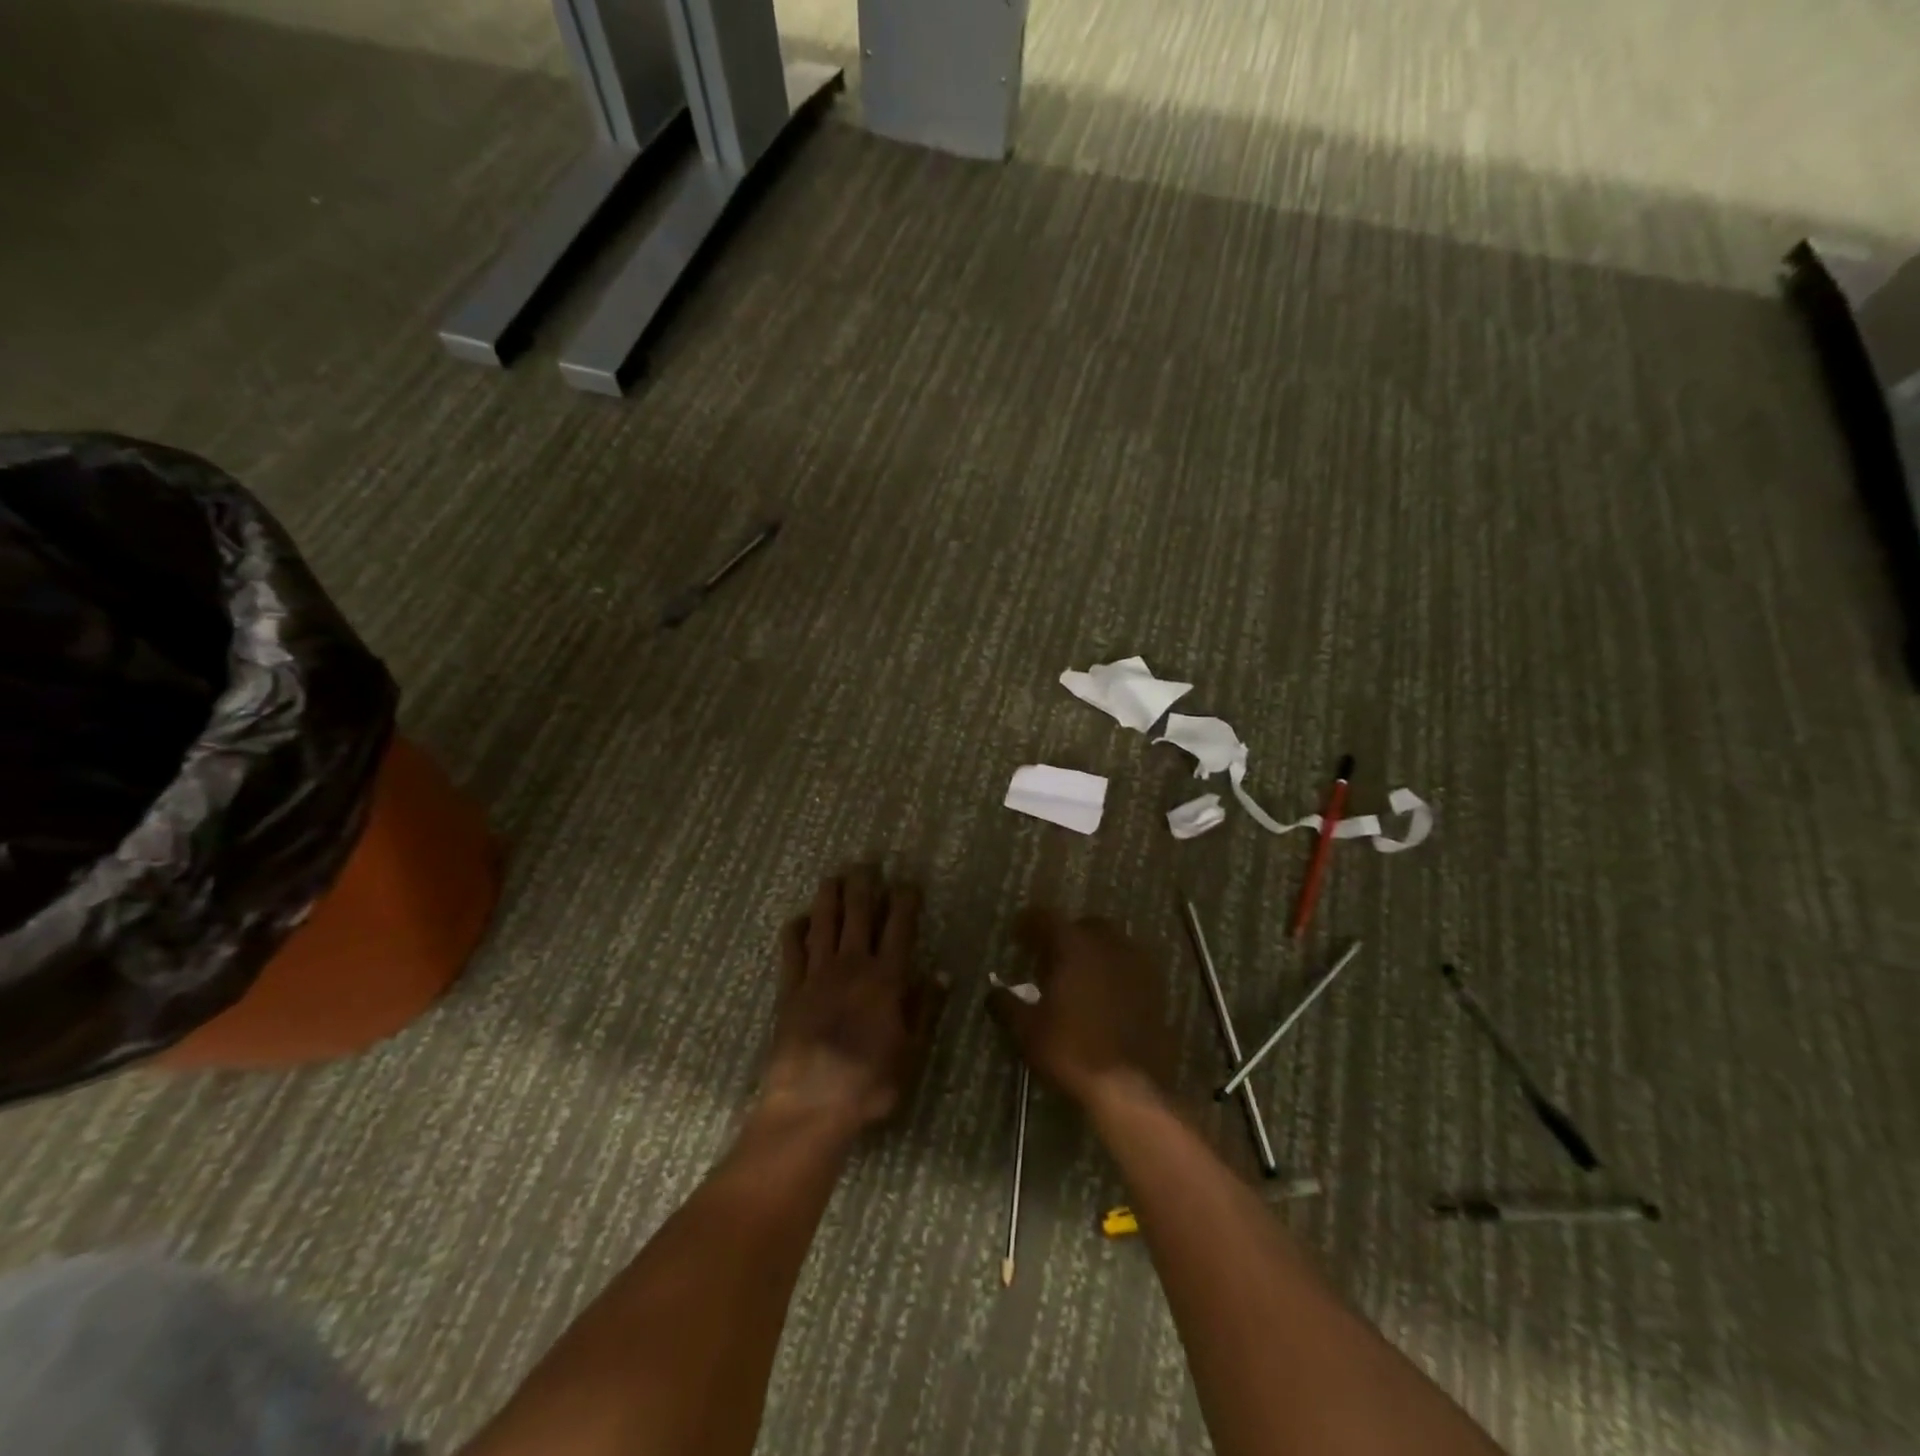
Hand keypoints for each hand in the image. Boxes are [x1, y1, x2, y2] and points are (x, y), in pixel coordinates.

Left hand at [759, 865, 946, 1136]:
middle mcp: (852, 966)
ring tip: (833, 876)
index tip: (908, 883)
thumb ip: (924, 1009)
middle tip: (866, 864)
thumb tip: (940, 973)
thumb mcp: (912, 1052)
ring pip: (823, 923)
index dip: (905, 901)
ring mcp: (816, 975)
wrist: (812, 1104)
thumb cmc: (870, 1082)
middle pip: (857, 914)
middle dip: (864, 885)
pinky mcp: (789, 990)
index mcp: (886, 979)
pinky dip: (795, 930)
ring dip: (829, 896)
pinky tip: (799, 919)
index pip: (899, 928)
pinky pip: (791, 950)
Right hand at [988, 909, 1174, 1107]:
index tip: (1016, 934)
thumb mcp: (1028, 1031)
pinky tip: (1103, 996)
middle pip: (1083, 926)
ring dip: (1092, 952)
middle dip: (1064, 936)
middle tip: (1047, 958)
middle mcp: (1109, 945)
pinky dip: (1113, 972)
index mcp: (1075, 946)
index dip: (1028, 923)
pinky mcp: (1156, 989)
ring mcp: (1138, 965)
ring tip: (1076, 978)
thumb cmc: (1073, 1051)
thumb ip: (1007, 1005)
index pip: (1046, 918)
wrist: (1132, 1088)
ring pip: (1111, 944)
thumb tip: (993, 993)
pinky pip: (1129, 967)